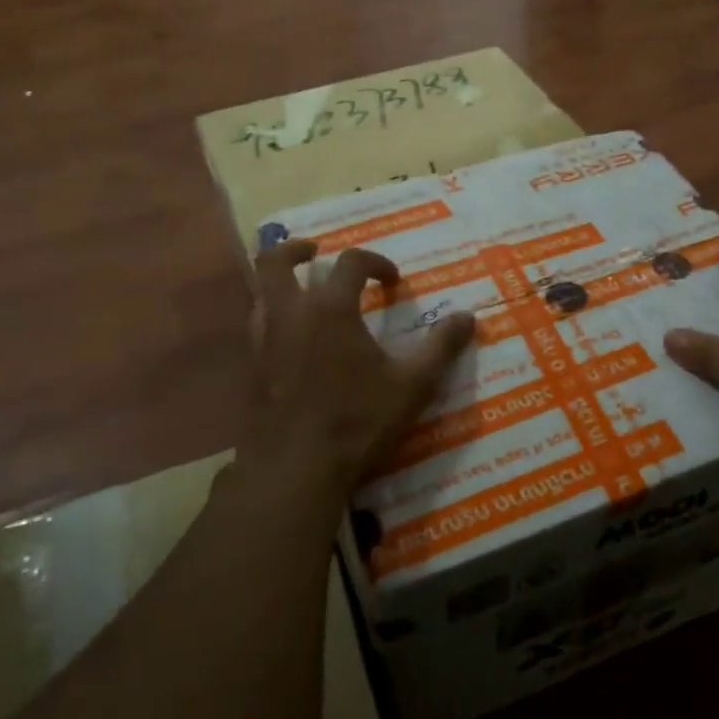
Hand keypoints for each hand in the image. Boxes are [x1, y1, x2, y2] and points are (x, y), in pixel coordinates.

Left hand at [237, 239, 475, 510]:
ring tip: (301, 292)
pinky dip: (270, 317)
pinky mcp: (250, 369)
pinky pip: (254, 326)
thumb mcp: (412, 385)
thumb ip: (441, 347)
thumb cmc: (357, 421)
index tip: (393, 280)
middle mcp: (291, 314)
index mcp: (331, 309)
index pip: (351, 262)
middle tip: (315, 253)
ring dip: (278, 282)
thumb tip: (468, 317)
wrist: (294, 468)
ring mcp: (263, 341)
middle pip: (275, 261)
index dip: (375, 262)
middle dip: (295, 250)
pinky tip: (291, 339)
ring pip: (258, 292)